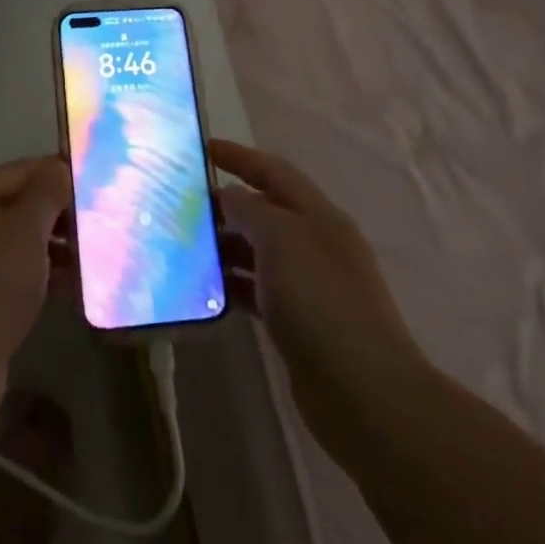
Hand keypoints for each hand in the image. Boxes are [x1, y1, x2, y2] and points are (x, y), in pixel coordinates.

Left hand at [0, 156, 71, 410]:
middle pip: (14, 207)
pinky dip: (36, 278)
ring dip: (50, 248)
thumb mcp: (27, 228)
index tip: (90, 181)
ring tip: (89, 258)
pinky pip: (8, 277)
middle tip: (95, 222)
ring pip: (13, 245)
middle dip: (55, 214)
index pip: (17, 171)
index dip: (54, 172)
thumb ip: (47, 192)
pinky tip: (69, 289)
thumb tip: (58, 166)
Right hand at [210, 139, 428, 442]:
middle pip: (265, 210)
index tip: (200, 148)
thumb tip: (228, 197)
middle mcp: (316, 243)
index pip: (273, 170)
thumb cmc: (321, 302)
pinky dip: (232, 283)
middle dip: (225, 203)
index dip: (238, 156)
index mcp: (319, 215)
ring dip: (224, 244)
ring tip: (182, 245)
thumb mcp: (281, 239)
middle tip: (179, 203)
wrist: (365, 395)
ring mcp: (309, 285)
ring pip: (258, 251)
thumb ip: (249, 209)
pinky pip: (258, 289)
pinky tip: (204, 288)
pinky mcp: (298, 323)